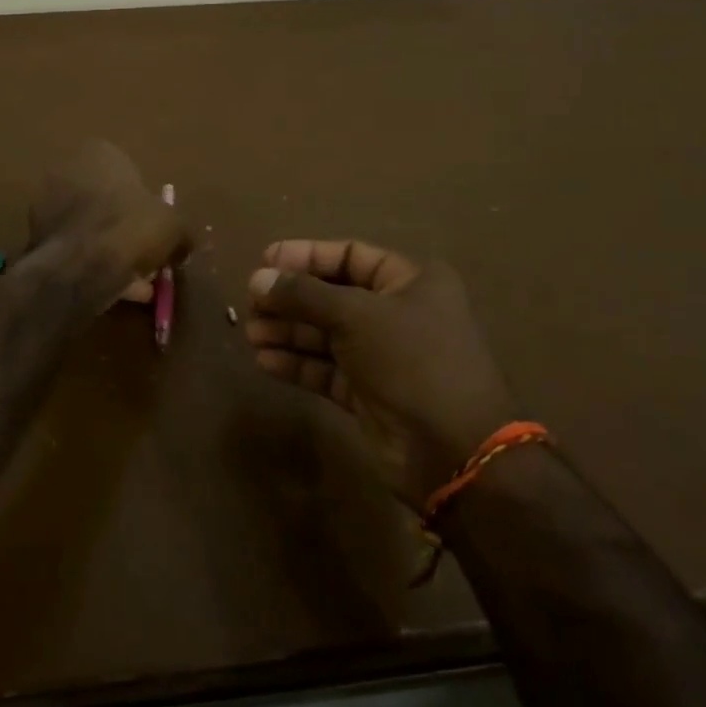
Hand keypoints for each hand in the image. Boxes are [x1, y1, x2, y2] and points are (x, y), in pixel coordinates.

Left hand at [29, 141, 189, 309]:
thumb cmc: (132, 228)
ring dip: (110, 251)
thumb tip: (185, 244)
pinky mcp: (35, 237)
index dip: (144, 201)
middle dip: (124, 228)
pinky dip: (93, 266)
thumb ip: (180, 231)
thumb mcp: (174, 226)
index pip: (126, 171)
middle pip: (104, 201)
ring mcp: (45, 203)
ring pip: (89, 228)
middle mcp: (66, 170)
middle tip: (146, 255)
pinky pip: (74, 249)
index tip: (155, 226)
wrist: (81, 265)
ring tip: (137, 282)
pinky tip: (116, 290)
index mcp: (98, 153)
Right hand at [245, 239, 516, 508]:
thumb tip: (257, 279)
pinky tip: (264, 360)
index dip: (306, 256)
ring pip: (325, 334)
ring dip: (287, 332)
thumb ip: (303, 294)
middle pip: (332, 295)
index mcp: (411, 282)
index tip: (264, 261)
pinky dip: (296, 363)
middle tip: (251, 304)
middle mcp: (398, 313)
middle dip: (290, 299)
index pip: (350, 256)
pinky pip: (325, 369)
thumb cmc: (412, 361)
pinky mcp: (368, 392)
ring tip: (251, 333)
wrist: (454, 450)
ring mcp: (383, 355)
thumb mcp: (356, 315)